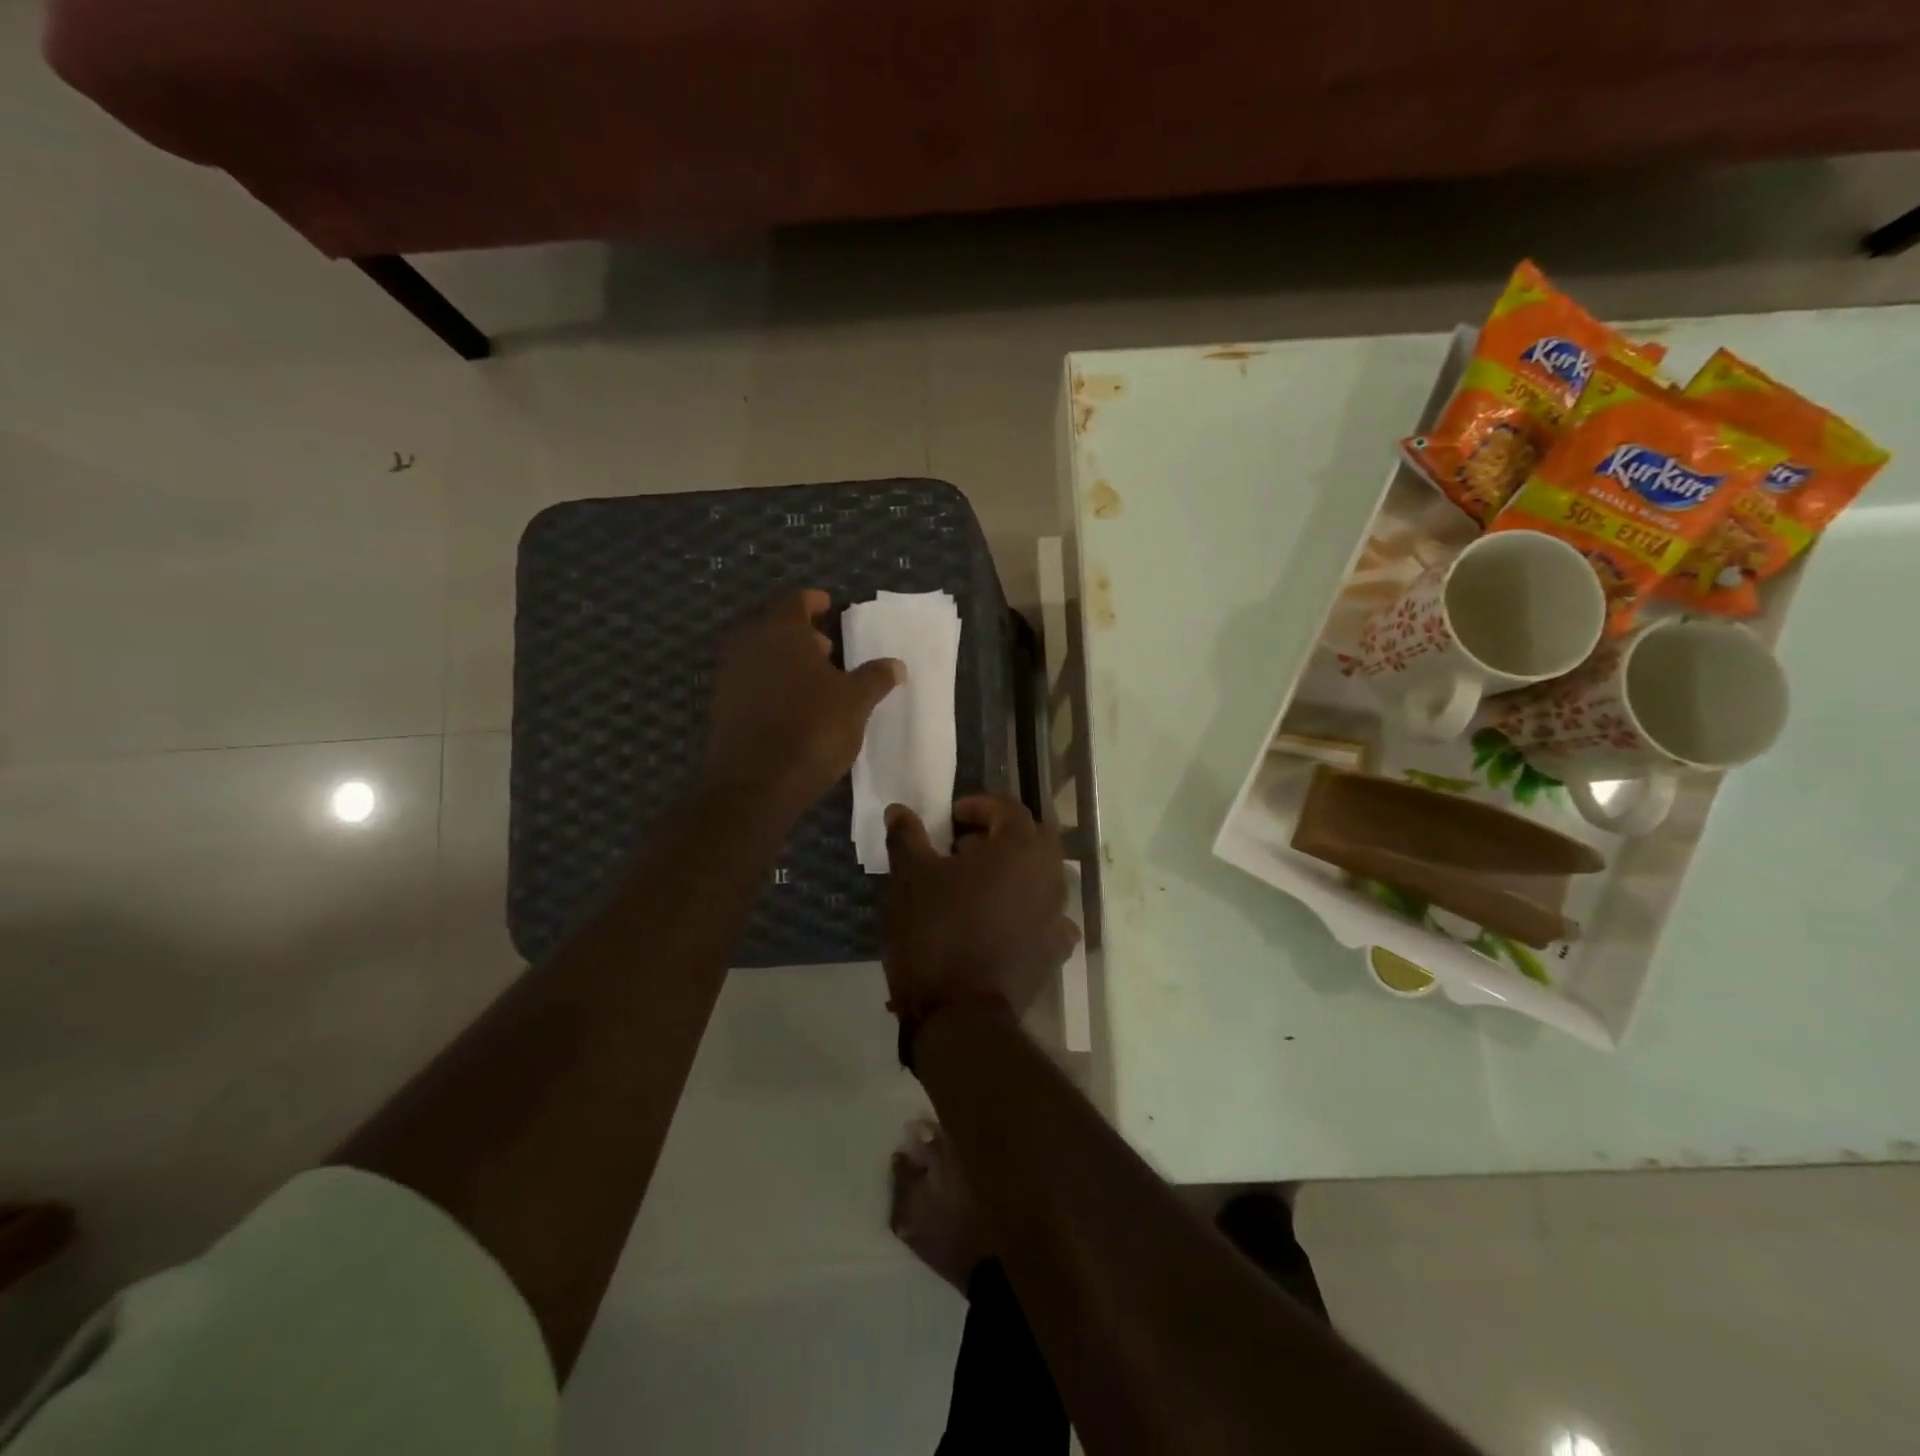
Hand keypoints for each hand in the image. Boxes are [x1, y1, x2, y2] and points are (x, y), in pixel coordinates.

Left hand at [704, 590, 903, 816]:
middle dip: (802, 635)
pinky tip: (794, 708)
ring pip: (761, 656)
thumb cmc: (811, 730)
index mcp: (781, 631)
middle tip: (829, 650)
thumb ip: (875, 677)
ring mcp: (730, 676)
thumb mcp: (855, 703)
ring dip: (786, 662)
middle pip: (775, 627)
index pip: (796, 599)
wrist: (754, 785)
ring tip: (816, 682)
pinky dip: (772, 685)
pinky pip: (752, 683)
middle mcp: (749, 645)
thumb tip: (895, 664)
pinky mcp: (722, 707)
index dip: (815, 602)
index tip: (831, 608)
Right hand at [882, 795, 1078, 1021]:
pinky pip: (1047, 915)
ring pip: (1041, 875)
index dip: (978, 805)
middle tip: (963, 847)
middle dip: (999, 834)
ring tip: (976, 885)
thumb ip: (907, 836)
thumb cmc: (934, 932)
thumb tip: (899, 810)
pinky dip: (1027, 909)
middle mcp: (1050, 874)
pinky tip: (1001, 920)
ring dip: (1013, 870)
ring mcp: (1058, 913)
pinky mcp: (1055, 949)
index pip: (1008, 807)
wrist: (959, 1012)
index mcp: (1020, 847)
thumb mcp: (910, 877)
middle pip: (1032, 838)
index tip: (950, 818)